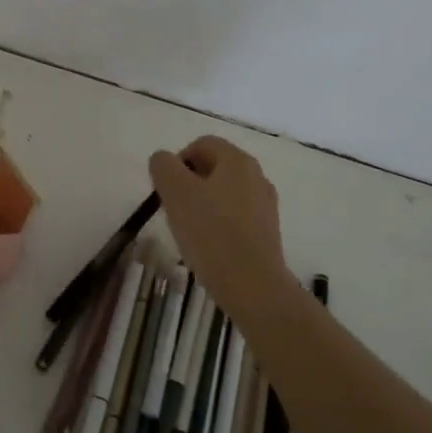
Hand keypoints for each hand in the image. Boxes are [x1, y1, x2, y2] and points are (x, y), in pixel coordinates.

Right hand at [149, 136, 287, 310]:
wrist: (254, 288)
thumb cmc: (212, 234)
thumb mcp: (176, 193)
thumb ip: (164, 167)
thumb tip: (164, 161)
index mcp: (237, 160)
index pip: (201, 144)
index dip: (177, 162)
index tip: (166, 191)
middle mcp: (256, 176)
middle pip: (213, 169)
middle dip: (188, 185)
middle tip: (174, 211)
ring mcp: (265, 206)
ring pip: (223, 194)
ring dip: (202, 206)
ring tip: (189, 233)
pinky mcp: (267, 233)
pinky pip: (235, 218)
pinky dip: (218, 226)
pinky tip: (209, 248)